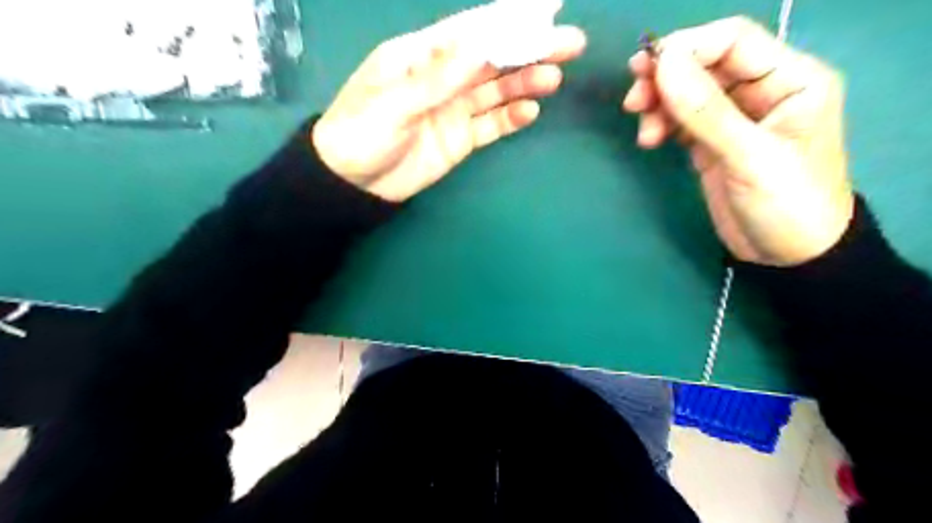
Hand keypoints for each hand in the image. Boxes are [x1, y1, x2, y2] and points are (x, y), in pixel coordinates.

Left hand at [316, 3, 584, 201]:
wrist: (353, 184)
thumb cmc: (361, 134)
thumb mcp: (393, 102)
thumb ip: (436, 78)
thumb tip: (479, 45)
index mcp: (420, 55)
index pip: (471, 30)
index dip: (509, 16)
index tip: (547, 6)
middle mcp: (442, 77)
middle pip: (492, 59)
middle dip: (530, 48)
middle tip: (571, 42)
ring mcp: (453, 109)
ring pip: (496, 91)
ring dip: (525, 83)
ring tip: (553, 78)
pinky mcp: (459, 138)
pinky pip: (490, 125)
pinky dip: (510, 119)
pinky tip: (529, 112)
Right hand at [626, 18, 850, 268]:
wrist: (788, 256)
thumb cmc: (787, 204)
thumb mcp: (750, 157)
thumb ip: (706, 111)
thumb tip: (663, 64)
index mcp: (790, 79)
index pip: (733, 41)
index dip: (687, 48)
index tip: (647, 71)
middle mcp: (761, 90)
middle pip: (704, 63)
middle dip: (665, 79)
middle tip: (633, 101)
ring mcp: (733, 117)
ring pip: (687, 92)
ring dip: (659, 105)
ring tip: (644, 133)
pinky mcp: (712, 142)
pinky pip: (681, 119)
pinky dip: (661, 124)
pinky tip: (650, 140)